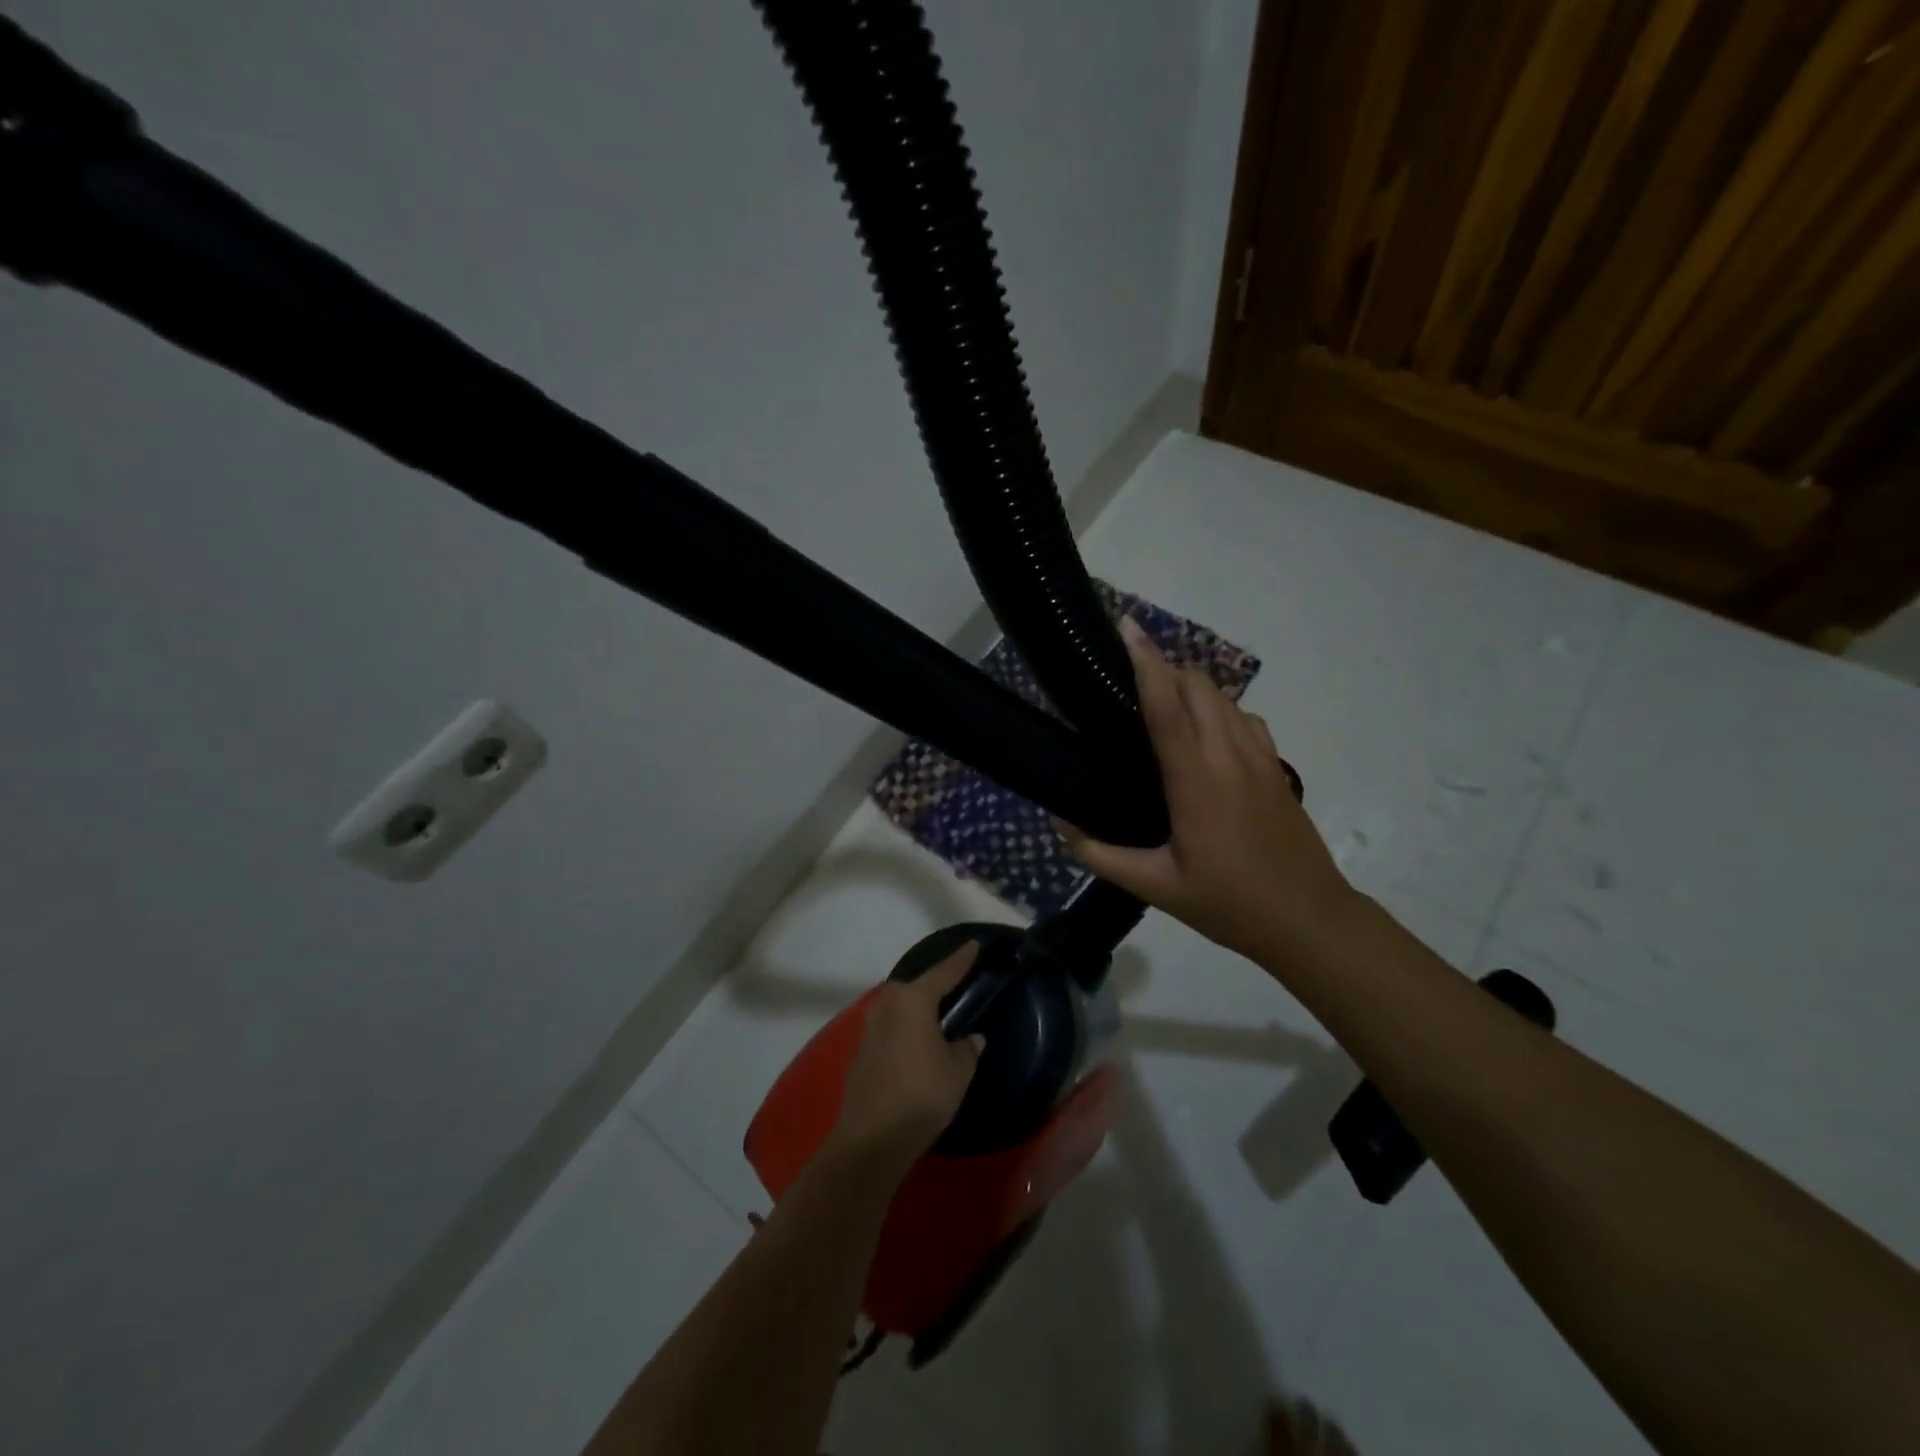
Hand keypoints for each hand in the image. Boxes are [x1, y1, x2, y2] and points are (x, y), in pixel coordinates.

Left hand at [827, 945, 984, 1165]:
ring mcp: (870, 1028)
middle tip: (954, 985)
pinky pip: (890, 1028)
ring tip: (936, 1014)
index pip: (944, 973)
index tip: (974, 944)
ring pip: (899, 1007)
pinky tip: (916, 1042)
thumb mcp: (957, 1071)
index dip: (961, 959)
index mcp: (913, 1000)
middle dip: (933, 984)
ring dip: (916, 1009)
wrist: (871, 1138)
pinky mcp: (861, 1052)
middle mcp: (888, 1005)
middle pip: (915, 987)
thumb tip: (971, 1038)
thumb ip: (966, 1049)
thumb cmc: (922, 1094)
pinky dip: (905, 1029)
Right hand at [1057, 617, 1357, 966]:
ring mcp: (1259, 760)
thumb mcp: (1157, 887)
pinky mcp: (1276, 768)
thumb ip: (1103, 856)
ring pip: (1224, 698)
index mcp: (1196, 782)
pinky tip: (1205, 732)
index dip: (1145, 663)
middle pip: (1198, 687)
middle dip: (1164, 669)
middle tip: (1129, 680)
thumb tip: (1061, 827)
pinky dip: (1220, 709)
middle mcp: (1229, 757)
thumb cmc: (1229, 903)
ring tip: (1161, 700)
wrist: (1309, 919)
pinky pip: (1245, 718)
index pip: (1167, 707)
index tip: (1127, 628)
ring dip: (1191, 686)